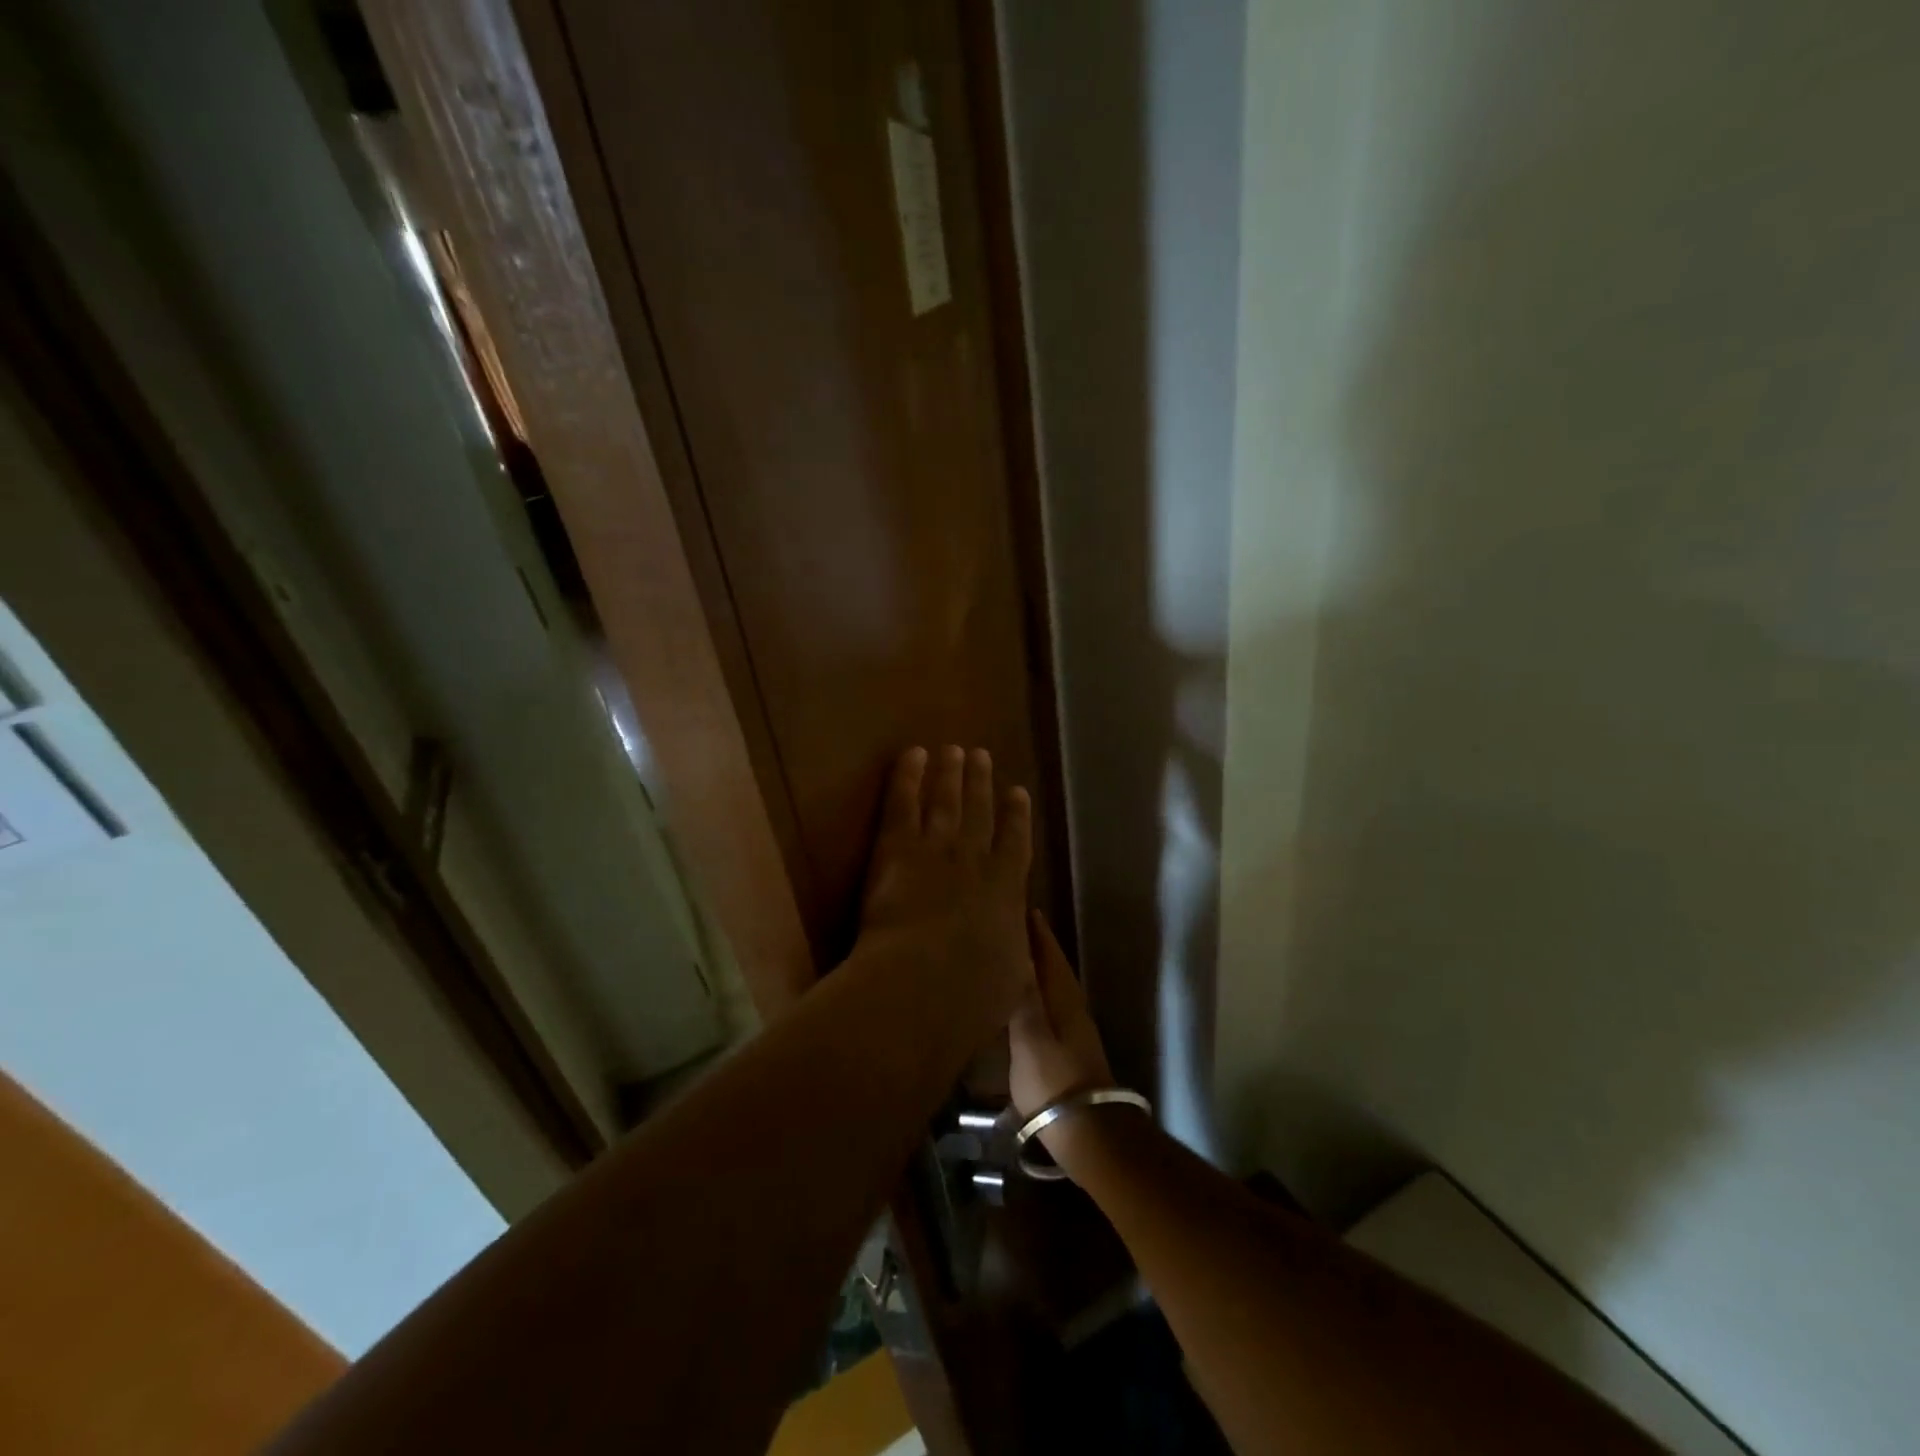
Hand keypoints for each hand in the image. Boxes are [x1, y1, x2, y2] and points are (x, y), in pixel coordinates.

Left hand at [858, 746, 1033, 1037]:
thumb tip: (1015, 943)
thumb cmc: (972, 995)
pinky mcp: (898, 848)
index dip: (1017, 815)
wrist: (925, 982)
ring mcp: (937, 849)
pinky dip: (908, 776)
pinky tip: (912, 754)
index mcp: (1007, 890)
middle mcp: (975, 859)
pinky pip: (903, 803)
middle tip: (981, 755)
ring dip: (950, 773)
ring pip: (946, 801)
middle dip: (981, 782)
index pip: (1015, 843)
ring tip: (954, 750)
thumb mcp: (1009, 978)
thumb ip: (1013, 954)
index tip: (1018, 791)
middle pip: (979, 812)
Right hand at [1009, 911, 1120, 1168]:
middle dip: (1039, 947)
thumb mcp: (1029, 1037)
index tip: (1026, 909)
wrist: (1086, 1131)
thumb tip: (1020, 957)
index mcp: (1063, 999)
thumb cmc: (1053, 1080)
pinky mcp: (1070, 1051)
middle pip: (1055, 968)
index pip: (1050, 955)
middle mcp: (1073, 1008)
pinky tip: (1027, 1002)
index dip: (1038, 933)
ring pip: (1055, 987)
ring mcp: (1075, 1031)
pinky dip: (1039, 993)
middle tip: (1018, 927)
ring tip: (1018, 957)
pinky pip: (1052, 1007)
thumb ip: (1024, 997)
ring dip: (1040, 969)